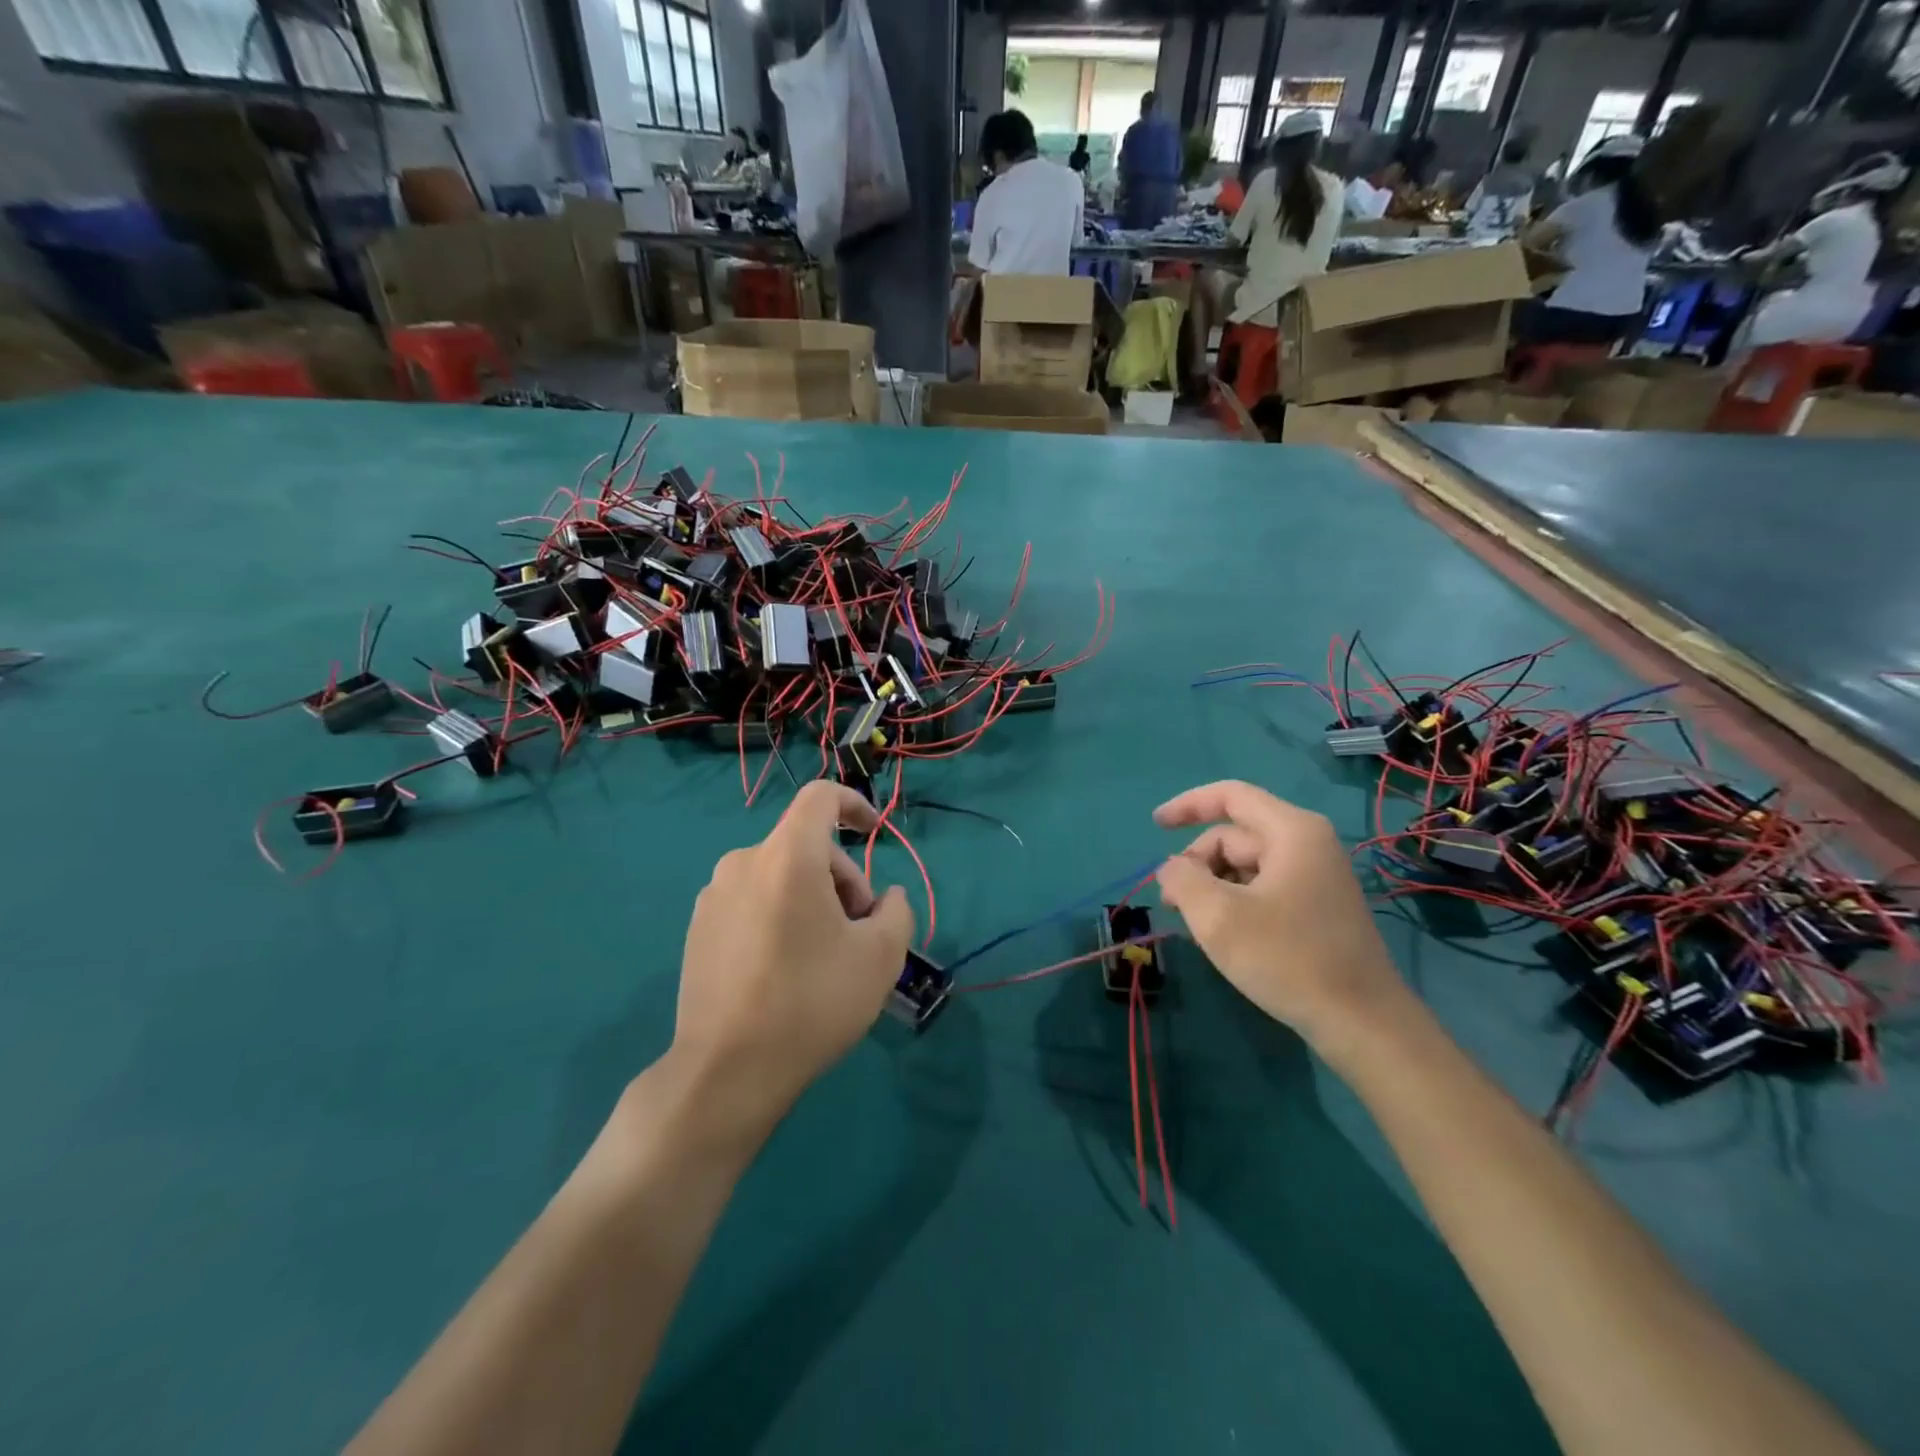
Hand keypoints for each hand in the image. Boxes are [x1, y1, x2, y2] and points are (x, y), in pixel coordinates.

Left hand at [667, 781, 914, 1145]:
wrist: (726, 1071)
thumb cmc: (812, 1002)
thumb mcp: (881, 957)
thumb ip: (897, 911)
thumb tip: (885, 898)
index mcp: (787, 857)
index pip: (820, 797)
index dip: (854, 803)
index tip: (874, 833)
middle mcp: (743, 863)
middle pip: (806, 846)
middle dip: (843, 879)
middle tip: (860, 933)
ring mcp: (714, 896)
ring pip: (780, 875)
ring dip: (813, 899)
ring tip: (825, 956)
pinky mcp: (698, 928)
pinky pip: (752, 900)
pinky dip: (780, 915)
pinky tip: (786, 968)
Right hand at [1154, 780, 1408, 1044]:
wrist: (1362, 1022)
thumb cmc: (1288, 959)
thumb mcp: (1218, 917)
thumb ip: (1182, 880)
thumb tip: (1171, 869)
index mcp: (1291, 832)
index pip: (1230, 796)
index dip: (1187, 805)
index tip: (1154, 825)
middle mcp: (1308, 844)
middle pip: (1234, 835)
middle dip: (1198, 862)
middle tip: (1172, 904)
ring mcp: (1316, 876)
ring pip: (1246, 865)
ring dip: (1214, 886)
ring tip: (1198, 925)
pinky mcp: (1318, 906)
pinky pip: (1264, 887)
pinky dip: (1236, 901)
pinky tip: (1226, 935)